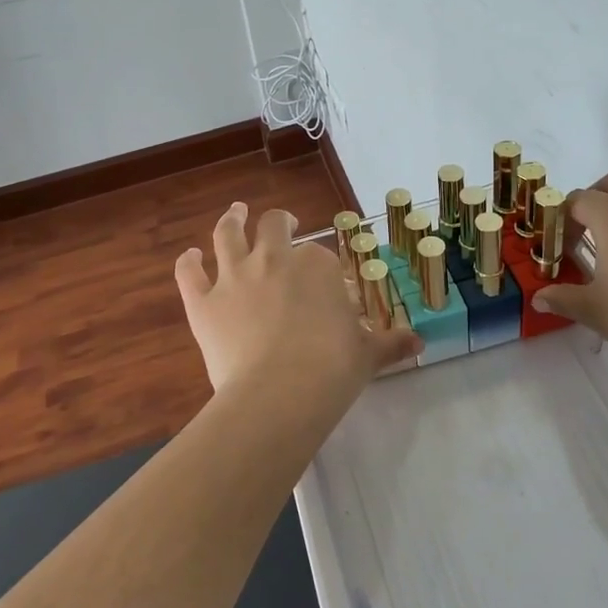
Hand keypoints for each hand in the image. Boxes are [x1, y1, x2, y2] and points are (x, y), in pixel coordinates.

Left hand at [175, 203, 420, 406]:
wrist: (280, 394)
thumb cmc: (332, 370)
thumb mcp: (368, 355)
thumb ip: (391, 343)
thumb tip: (419, 343)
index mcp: (316, 266)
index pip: (320, 256)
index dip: (321, 267)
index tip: (324, 283)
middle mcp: (273, 259)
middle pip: (273, 226)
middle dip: (278, 223)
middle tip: (282, 225)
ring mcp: (234, 277)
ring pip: (227, 234)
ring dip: (232, 220)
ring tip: (236, 213)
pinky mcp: (203, 303)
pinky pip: (189, 273)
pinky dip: (188, 262)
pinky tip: (190, 256)